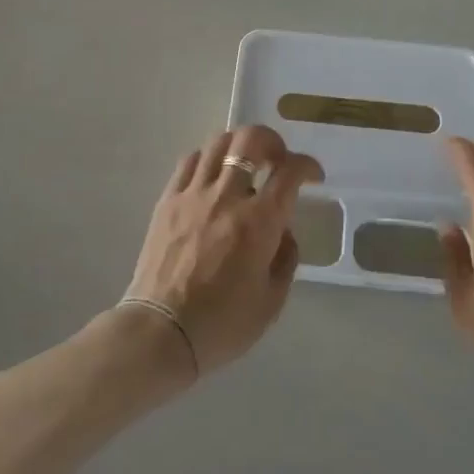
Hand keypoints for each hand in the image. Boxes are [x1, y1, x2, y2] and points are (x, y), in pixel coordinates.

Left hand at [122, 125, 322, 377]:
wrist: (161, 333)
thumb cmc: (222, 324)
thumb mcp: (272, 301)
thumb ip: (286, 259)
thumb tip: (284, 233)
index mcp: (259, 222)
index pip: (290, 171)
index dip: (307, 165)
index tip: (313, 176)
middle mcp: (227, 197)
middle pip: (251, 140)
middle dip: (272, 142)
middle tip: (278, 160)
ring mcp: (193, 194)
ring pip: (218, 142)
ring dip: (239, 144)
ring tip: (245, 162)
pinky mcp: (167, 200)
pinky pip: (189, 161)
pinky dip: (208, 158)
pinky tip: (212, 175)